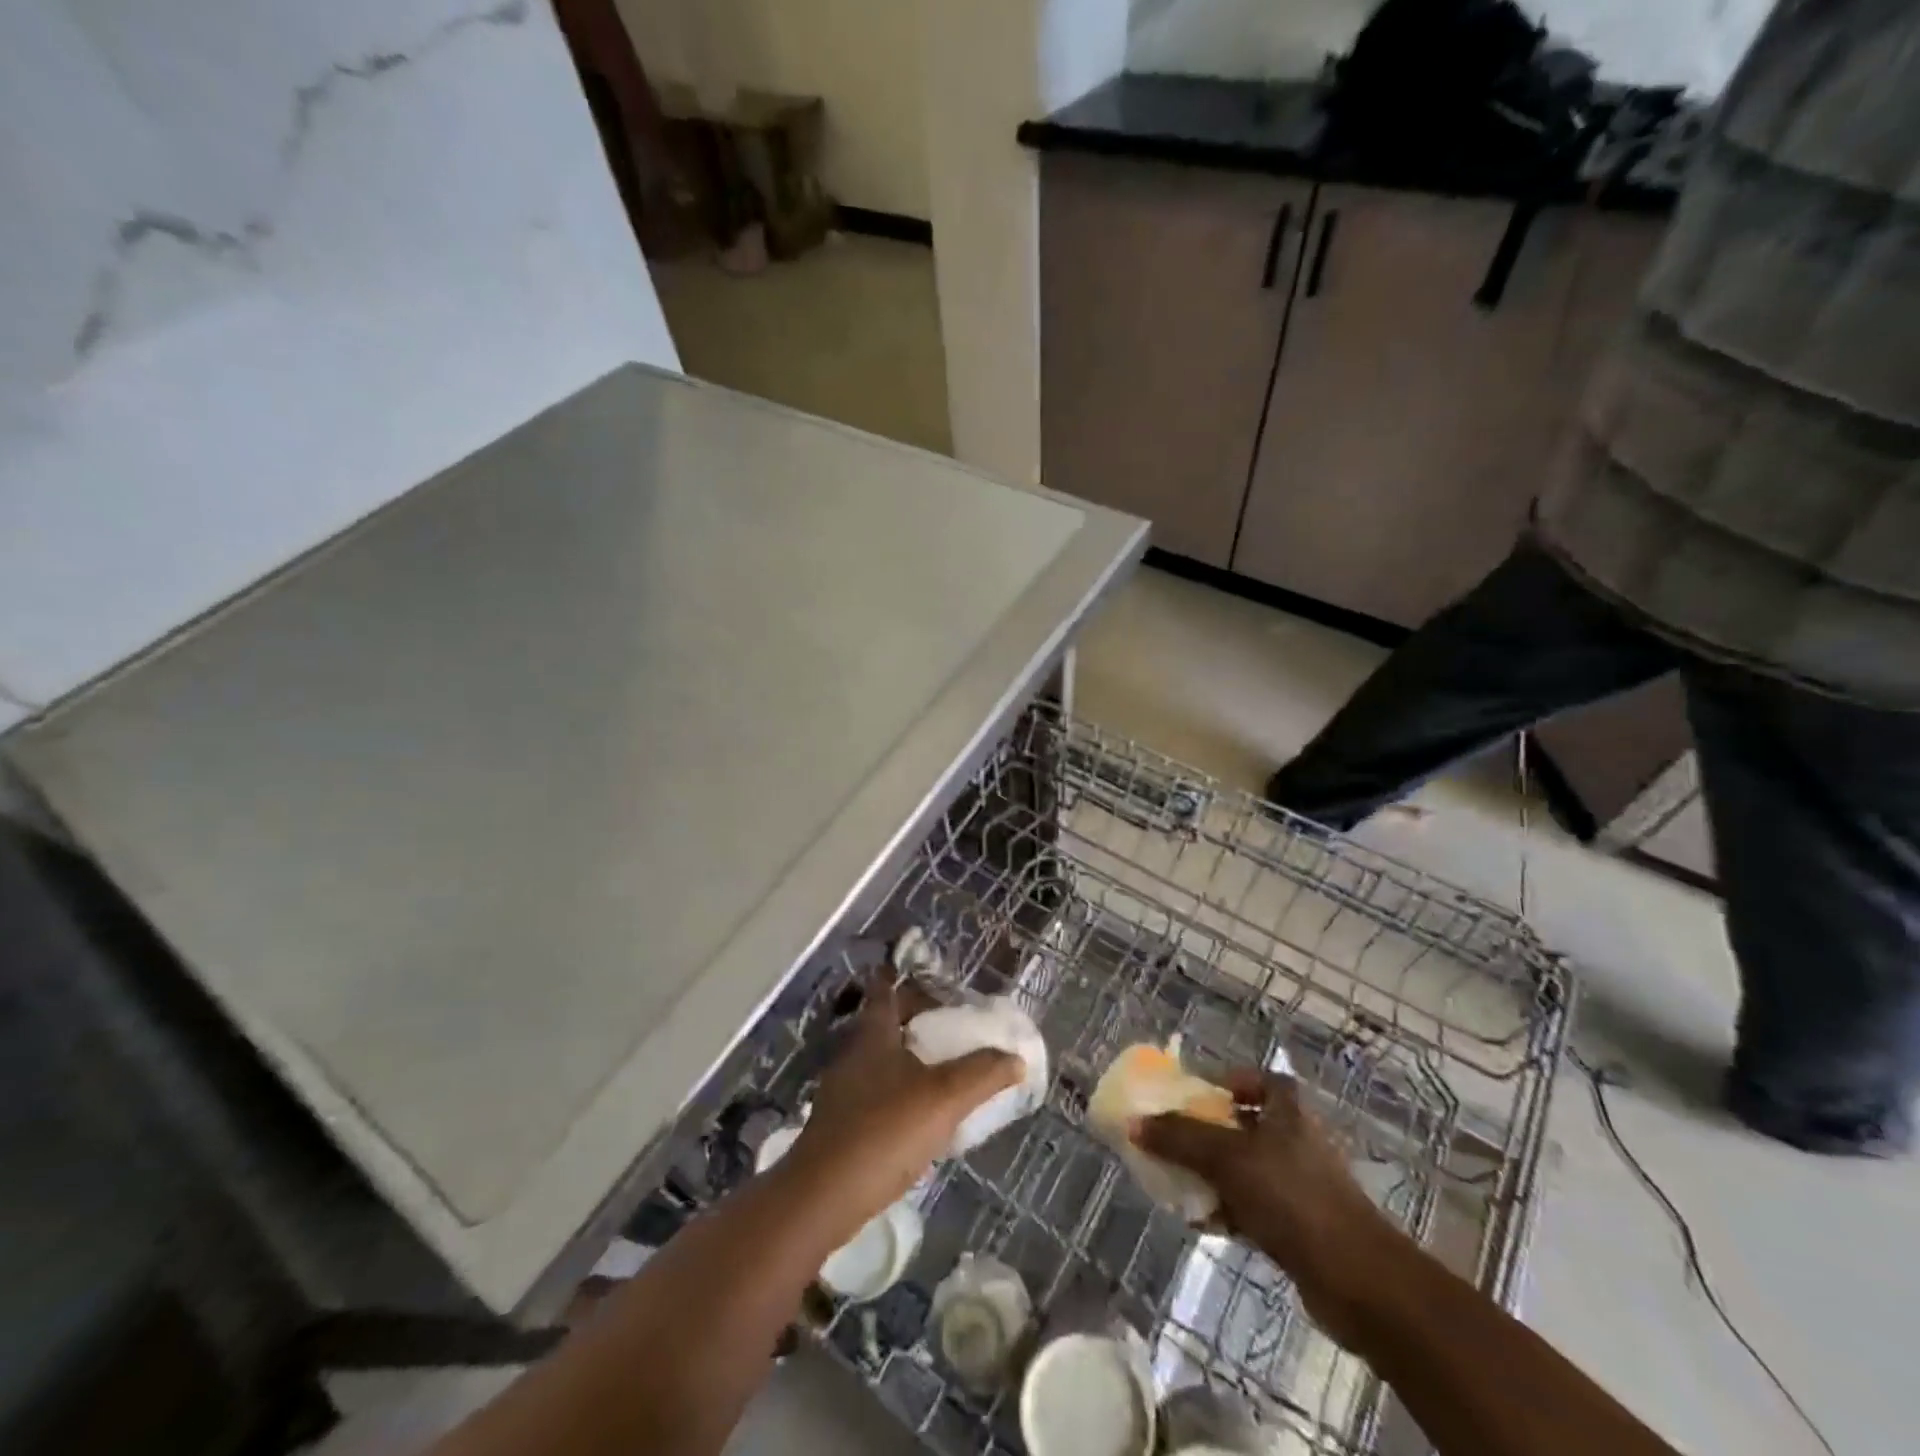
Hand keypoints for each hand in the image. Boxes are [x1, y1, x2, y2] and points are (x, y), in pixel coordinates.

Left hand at [786, 982, 1022, 1234]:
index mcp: (873, 1034)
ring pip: (881, 1061)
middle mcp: (854, 1054)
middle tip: (950, 1027)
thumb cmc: (884, 1130)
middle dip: (915, 1021)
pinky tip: (921, 1118)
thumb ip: (982, 1074)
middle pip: (885, 1024)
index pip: (885, 990)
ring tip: (944, 1072)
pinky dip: (899, 1094)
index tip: (927, 978)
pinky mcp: (841, 1125)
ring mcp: (843, 1091)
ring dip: (909, 1061)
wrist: (824, 1197)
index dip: (902, 978)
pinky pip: (876, 1094)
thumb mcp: (944, 1098)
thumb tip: (1015, 1058)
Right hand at [1135, 1070, 1399, 1349]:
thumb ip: (1180, 1138)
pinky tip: (1200, 1220)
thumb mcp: (1227, 1158)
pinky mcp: (1298, 1225)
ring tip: (1176, 1178)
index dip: (1228, 1079)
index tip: (1194, 1091)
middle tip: (1172, 1134)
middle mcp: (1296, 1139)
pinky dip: (1227, 1208)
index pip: (1258, 1078)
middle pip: (1245, 1123)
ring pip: (1246, 1166)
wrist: (1356, 1280)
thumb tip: (1135, 1123)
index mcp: (1288, 1110)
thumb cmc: (1292, 1197)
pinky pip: (1252, 1205)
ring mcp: (1299, 1184)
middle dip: (1208, 1129)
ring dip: (1213, 1172)